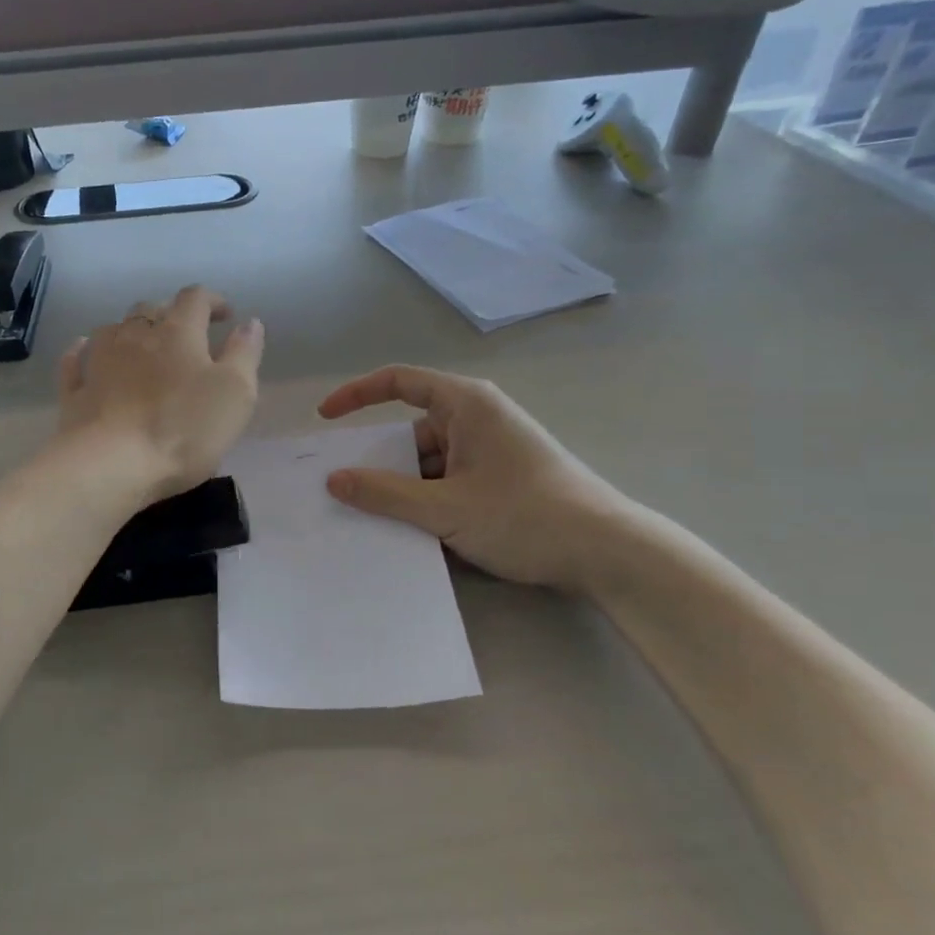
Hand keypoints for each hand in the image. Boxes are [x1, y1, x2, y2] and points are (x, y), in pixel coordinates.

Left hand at [58, 286, 264, 501]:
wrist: (112, 464)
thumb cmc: (184, 429)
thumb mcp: (235, 393)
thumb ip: (244, 353)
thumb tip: (249, 322)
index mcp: (178, 332)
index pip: (195, 299)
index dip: (212, 300)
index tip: (225, 315)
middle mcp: (135, 335)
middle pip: (151, 309)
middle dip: (170, 314)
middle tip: (186, 334)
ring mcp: (99, 360)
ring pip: (114, 329)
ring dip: (130, 330)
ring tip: (142, 345)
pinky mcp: (76, 390)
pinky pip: (76, 360)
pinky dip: (83, 351)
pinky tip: (84, 351)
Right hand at [317, 365, 637, 593]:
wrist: (609, 553)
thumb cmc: (525, 515)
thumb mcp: (446, 508)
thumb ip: (385, 494)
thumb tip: (334, 480)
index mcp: (466, 404)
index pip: (398, 381)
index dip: (356, 394)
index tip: (325, 419)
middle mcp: (478, 418)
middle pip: (411, 428)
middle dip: (381, 459)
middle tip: (346, 490)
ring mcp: (491, 449)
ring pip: (430, 460)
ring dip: (405, 486)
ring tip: (375, 519)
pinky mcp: (501, 477)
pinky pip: (449, 479)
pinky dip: (429, 498)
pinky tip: (413, 530)